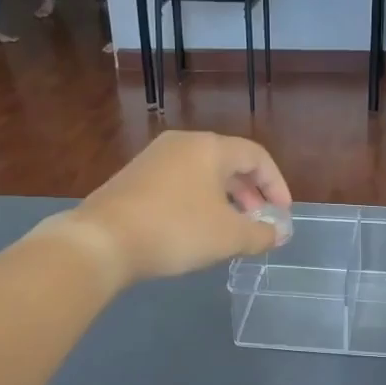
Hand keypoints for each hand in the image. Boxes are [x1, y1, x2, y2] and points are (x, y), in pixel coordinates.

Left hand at [48, 131, 290, 284]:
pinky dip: (198, 201)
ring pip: (202, 174)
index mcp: (209, 147)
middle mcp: (182, 143)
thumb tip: (280, 233)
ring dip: (224, 199)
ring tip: (230, 229)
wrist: (102, 241)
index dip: (276, 185)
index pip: (256, 156)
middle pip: (228, 162)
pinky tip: (195, 229)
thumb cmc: (176, 230)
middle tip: (259, 222)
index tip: (283, 214)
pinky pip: (179, 183)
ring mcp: (154, 158)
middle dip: (250, 194)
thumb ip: (262, 234)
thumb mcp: (229, 237)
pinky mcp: (134, 177)